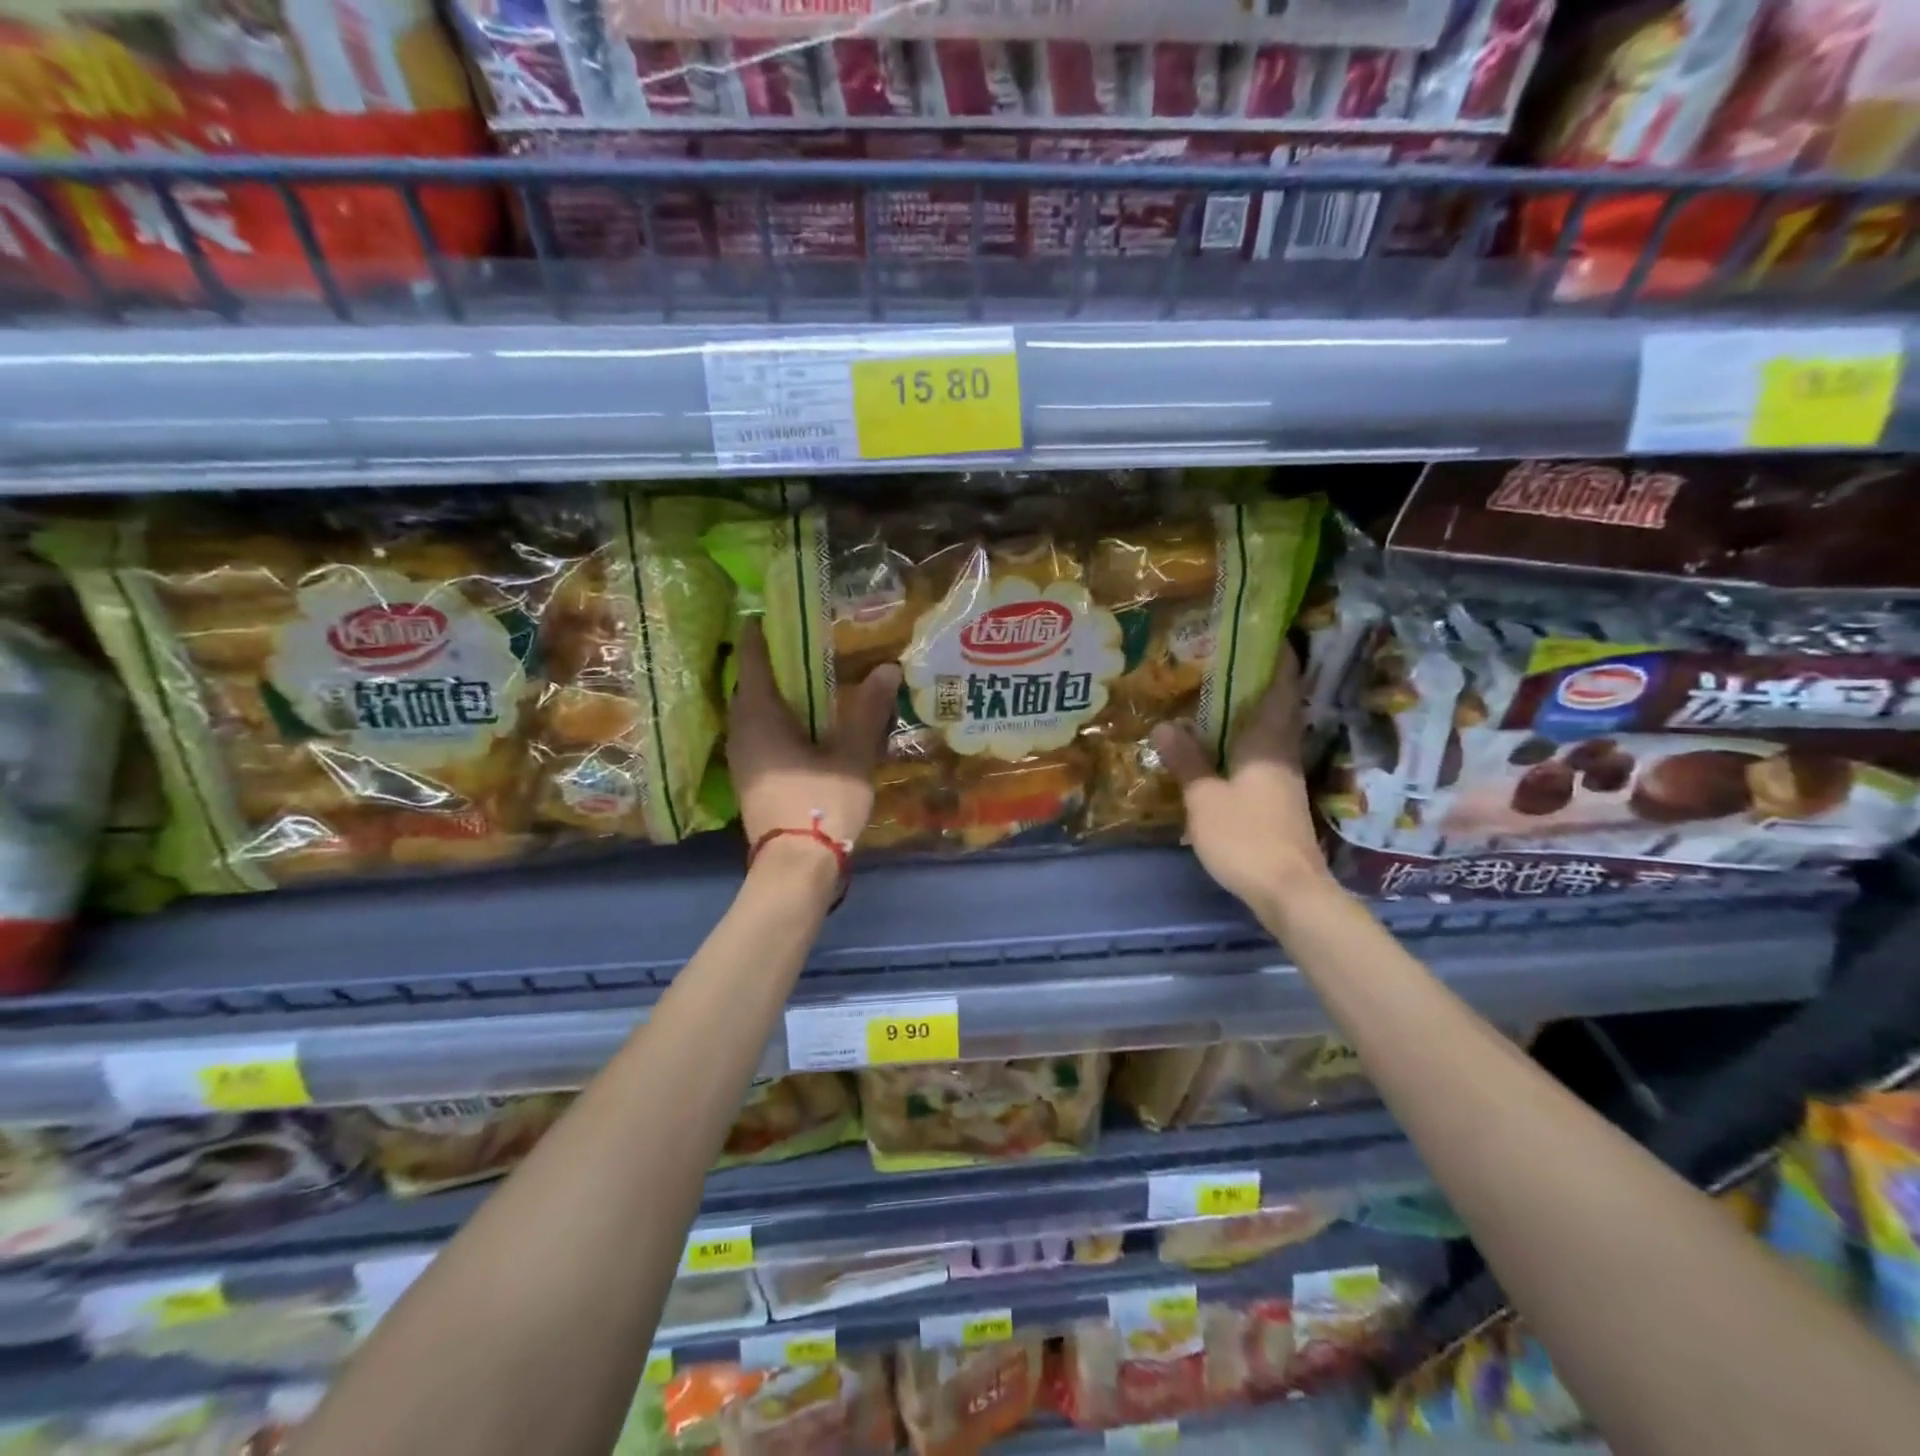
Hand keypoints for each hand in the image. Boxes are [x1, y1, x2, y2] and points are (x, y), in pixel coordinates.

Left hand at [727, 619, 900, 852]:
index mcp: (760, 716)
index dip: (759, 635)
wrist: (797, 865)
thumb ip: (868, 710)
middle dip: (768, 665)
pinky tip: (799, 728)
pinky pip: (756, 736)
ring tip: (802, 685)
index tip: (768, 615)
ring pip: (750, 713)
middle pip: (748, 686)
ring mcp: (741, 759)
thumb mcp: (852, 754)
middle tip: (798, 649)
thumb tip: (887, 669)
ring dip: (770, 696)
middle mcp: (741, 731)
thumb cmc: (822, 803)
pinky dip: (773, 722)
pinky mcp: (748, 780)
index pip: (753, 660)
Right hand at [1149, 644, 1331, 912]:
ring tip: (1219, 696)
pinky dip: (1247, 739)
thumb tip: (1166, 724)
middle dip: (1261, 680)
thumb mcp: (1205, 798)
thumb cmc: (1246, 836)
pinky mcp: (1280, 798)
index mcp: (1268, 741)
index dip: (1279, 658)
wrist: (1288, 889)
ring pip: (1271, 730)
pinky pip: (1264, 753)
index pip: (1282, 686)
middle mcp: (1282, 751)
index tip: (1268, 633)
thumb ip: (1187, 760)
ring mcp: (1285, 776)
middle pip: (1279, 705)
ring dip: (1252, 711)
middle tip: (1228, 660)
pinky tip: (1223, 745)